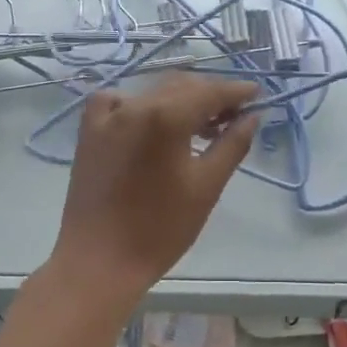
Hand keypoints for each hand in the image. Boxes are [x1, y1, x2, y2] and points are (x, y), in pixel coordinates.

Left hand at [49, 73, 259, 310]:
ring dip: (181, 99)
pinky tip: (150, 121)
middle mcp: (135, 103)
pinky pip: (120, 100)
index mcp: (166, 115)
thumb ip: (232, 144)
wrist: (99, 261)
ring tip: (202, 125)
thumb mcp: (207, 186)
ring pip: (154, 91)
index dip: (236, 91)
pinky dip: (141, 104)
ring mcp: (107, 114)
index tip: (257, 94)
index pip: (210, 91)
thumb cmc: (160, 228)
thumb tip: (252, 116)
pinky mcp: (89, 129)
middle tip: (234, 116)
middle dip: (211, 95)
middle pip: (183, 85)